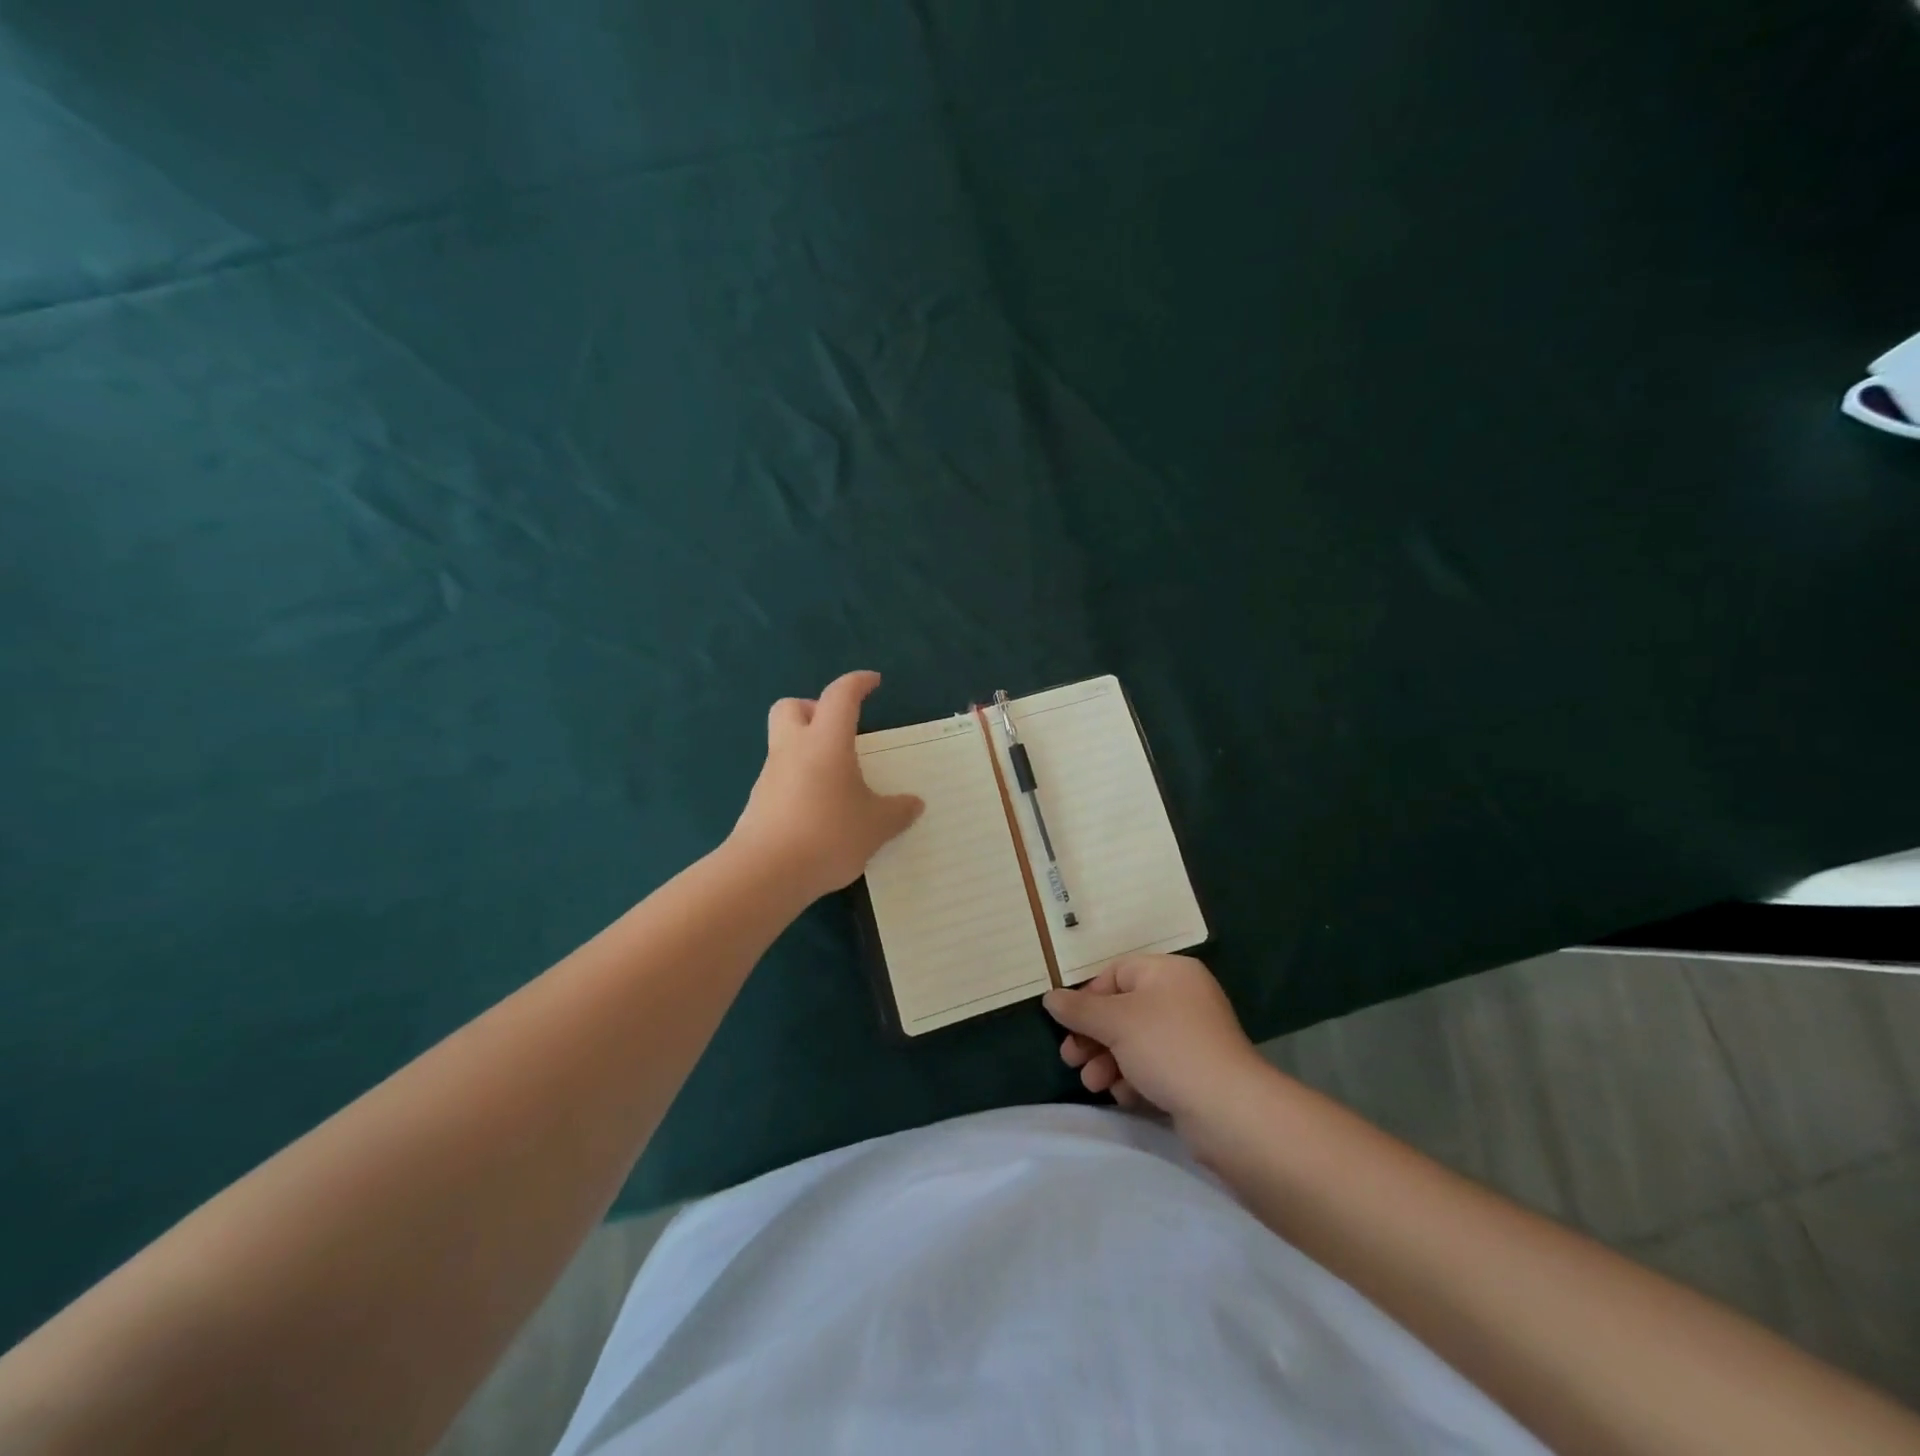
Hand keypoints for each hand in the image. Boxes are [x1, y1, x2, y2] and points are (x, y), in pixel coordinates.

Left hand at [731, 670, 924, 900]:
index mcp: (825, 741)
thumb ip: (898, 812)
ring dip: (808, 749)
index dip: (857, 683)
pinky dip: (801, 781)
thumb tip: (914, 804)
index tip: (873, 683)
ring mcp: (771, 775)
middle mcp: (793, 749)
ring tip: (839, 779)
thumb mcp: (876, 826)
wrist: (764, 874)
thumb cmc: (828, 835)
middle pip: (792, 707)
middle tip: (841, 731)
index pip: (840, 696)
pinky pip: (781, 777)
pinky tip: (821, 810)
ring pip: (785, 743)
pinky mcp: (759, 802)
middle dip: (815, 709)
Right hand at [1044, 955, 1267, 1126]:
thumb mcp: (1115, 1022)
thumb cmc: (1168, 1048)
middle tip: (1071, 1060)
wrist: (1229, 1110)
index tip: (1069, 1024)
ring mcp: (1191, 1036)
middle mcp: (1182, 997)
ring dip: (1107, 1061)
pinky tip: (1123, 1097)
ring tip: (1094, 1085)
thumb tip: (1050, 997)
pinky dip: (1133, 1078)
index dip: (1089, 997)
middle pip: (1123, 1009)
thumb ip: (1079, 1009)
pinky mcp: (1195, 1072)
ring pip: (1135, 1041)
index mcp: (1169, 972)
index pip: (1117, 972)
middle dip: (1093, 1036)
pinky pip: (1154, 1066)